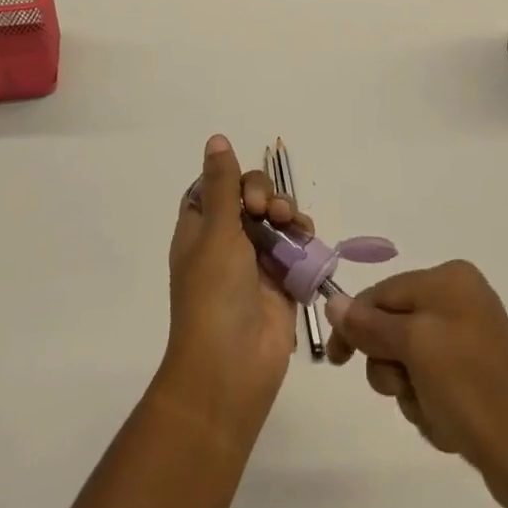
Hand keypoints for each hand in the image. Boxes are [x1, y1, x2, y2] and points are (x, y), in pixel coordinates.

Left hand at [162, 134, 312, 433]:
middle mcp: (225, 241)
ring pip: (276, 219)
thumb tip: (216, 138)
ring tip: (292, 225)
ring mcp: (254, 262)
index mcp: (199, 228)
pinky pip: (295, 247)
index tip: (244, 190)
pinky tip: (308, 238)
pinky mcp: (281, 282)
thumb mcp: (216, 231)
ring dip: (287, 213)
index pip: (215, 186)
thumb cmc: (214, 294)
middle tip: (268, 210)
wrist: (231, 368)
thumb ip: (222, 183)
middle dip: (265, 195)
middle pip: (250, 198)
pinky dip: (303, 238)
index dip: (232, 179)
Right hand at [325, 260, 507, 507]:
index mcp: (449, 280)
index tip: (336, 360)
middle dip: (392, 366)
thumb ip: (370, 325)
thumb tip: (333, 304)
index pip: (382, 293)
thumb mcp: (414, 349)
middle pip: (393, 327)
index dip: (355, 325)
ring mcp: (470, 338)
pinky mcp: (476, 375)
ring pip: (409, 360)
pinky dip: (431, 405)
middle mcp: (460, 299)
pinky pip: (432, 382)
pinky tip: (450, 425)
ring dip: (412, 392)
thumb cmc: (472, 392)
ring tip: (435, 413)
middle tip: (405, 389)